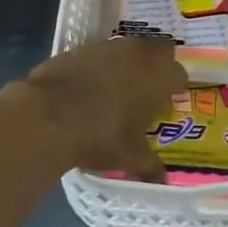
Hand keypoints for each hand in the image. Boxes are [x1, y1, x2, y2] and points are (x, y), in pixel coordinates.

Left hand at [22, 37, 185, 180]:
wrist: (48, 115)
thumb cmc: (101, 136)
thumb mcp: (130, 157)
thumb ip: (150, 165)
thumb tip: (162, 179)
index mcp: (159, 77)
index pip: (179, 74)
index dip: (175, 87)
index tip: (168, 101)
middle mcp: (139, 54)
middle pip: (158, 51)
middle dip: (156, 66)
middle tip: (148, 89)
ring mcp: (108, 47)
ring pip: (128, 49)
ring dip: (128, 63)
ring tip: (118, 88)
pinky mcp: (80, 47)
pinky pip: (100, 53)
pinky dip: (99, 66)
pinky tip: (89, 86)